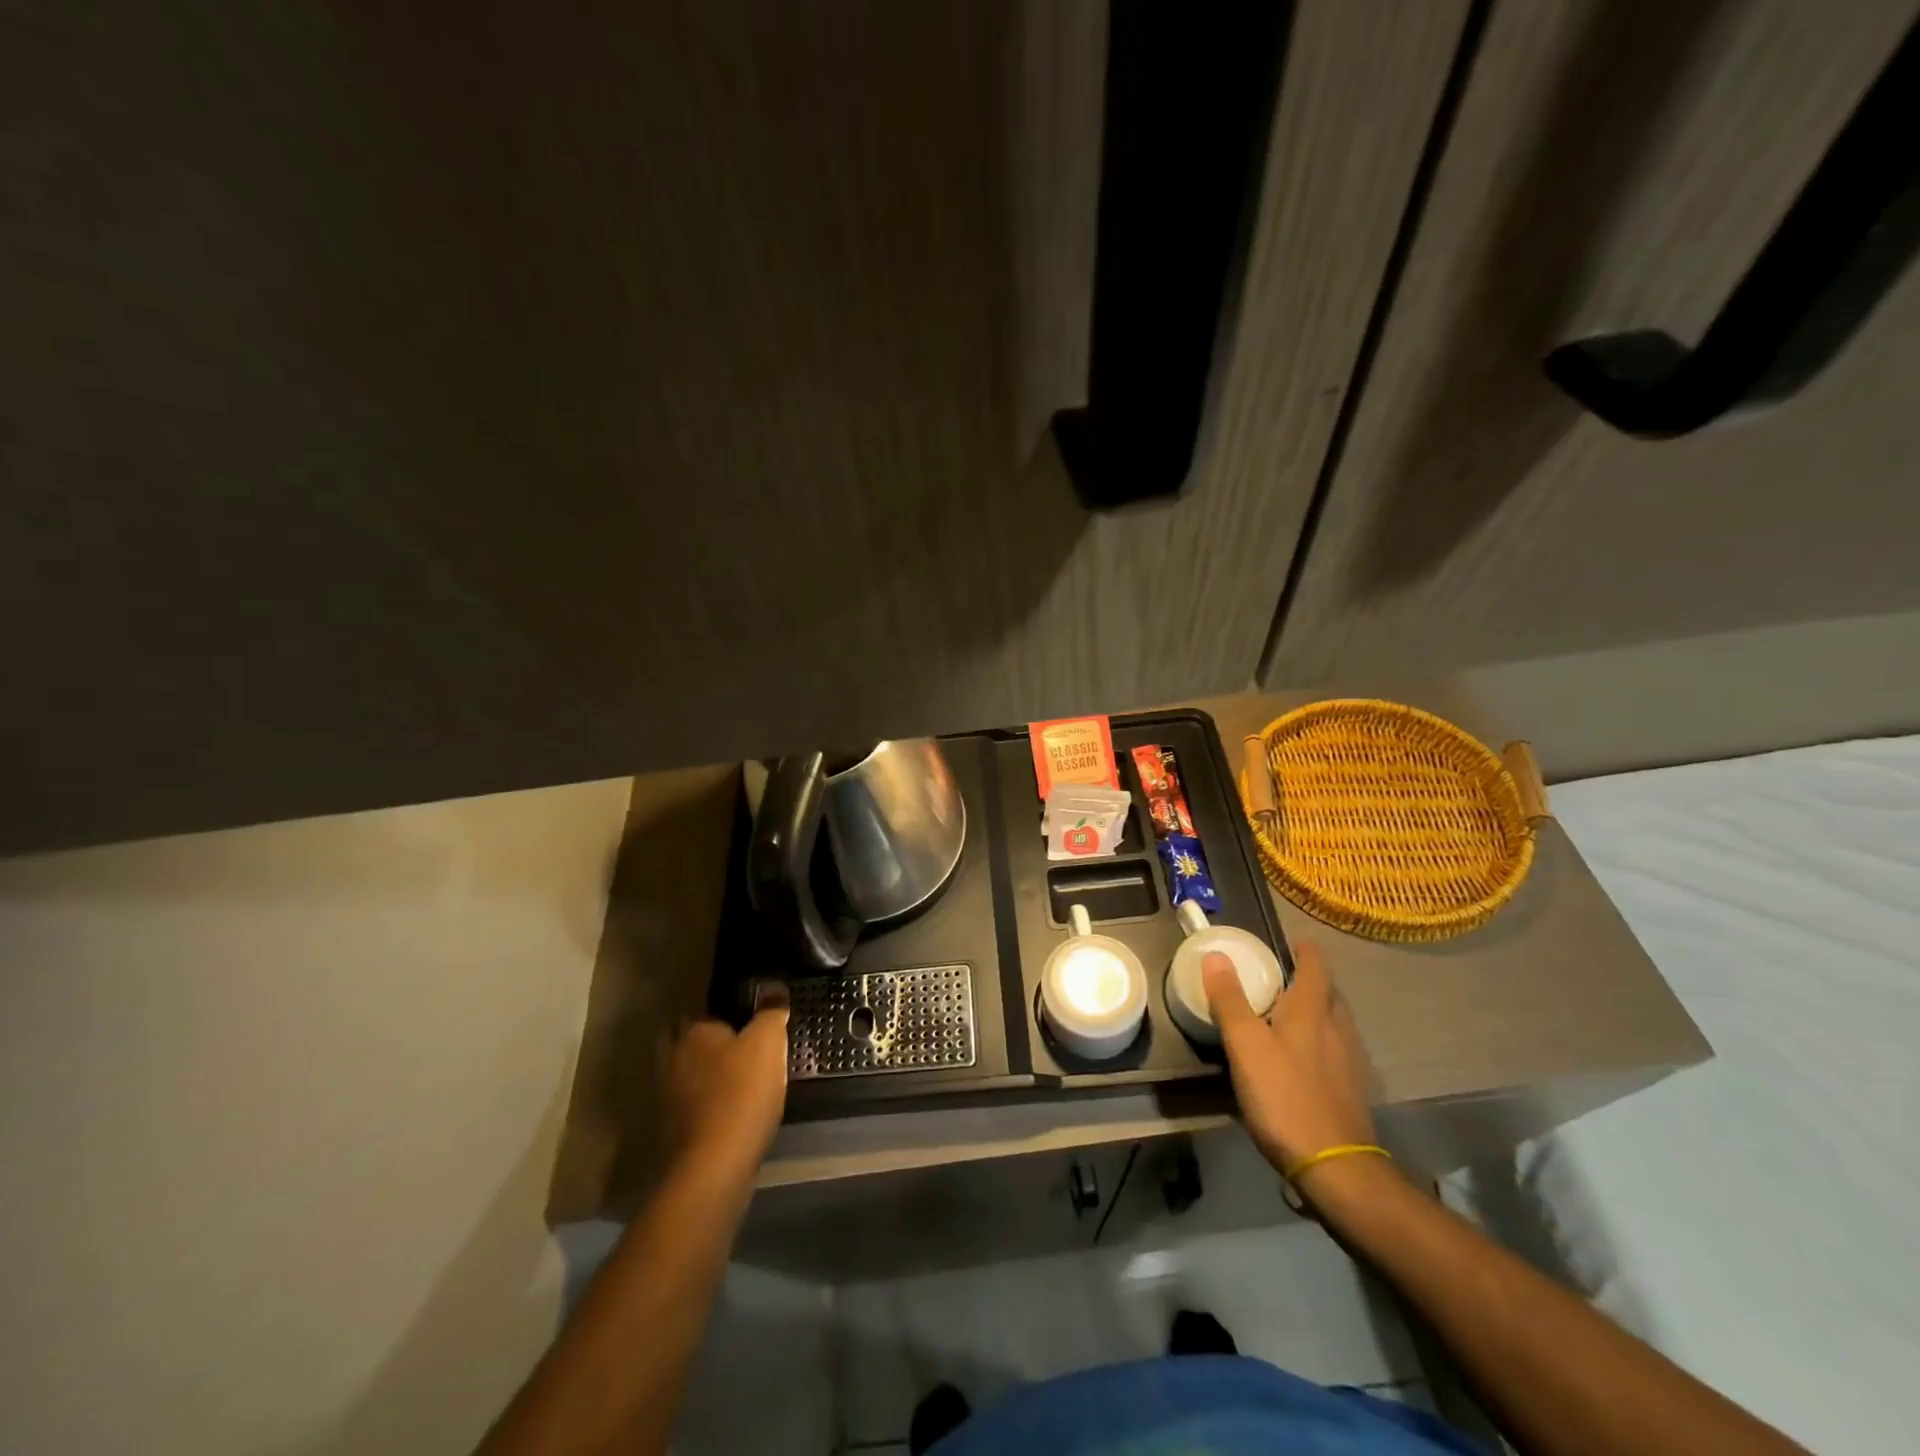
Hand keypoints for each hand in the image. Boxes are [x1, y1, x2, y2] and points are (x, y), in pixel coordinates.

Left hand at [668, 1005, 789, 1176]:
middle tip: (737, 1048)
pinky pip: (688, 1104)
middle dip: (705, 1043)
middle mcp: (672, 1059)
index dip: (725, 1017)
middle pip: (685, 1041)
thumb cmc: (742, 1094)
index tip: (747, 1026)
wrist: (713, 1166)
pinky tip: (728, 1110)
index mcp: (693, 1032)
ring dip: (702, 1075)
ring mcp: (666, 1097)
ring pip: (684, 1074)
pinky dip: (703, 1103)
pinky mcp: (671, 1130)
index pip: (704, 1012)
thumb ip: (771, 1011)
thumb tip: (774, 987)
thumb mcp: (769, 1043)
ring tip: (735, 1080)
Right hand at [1204, 940, 1376, 1179]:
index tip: (1292, 940)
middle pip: (1327, 993)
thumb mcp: (1246, 1045)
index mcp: (1312, 1011)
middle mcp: (1337, 1029)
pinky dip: (1319, 1042)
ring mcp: (1349, 1062)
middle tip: (1280, 977)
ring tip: (1287, 1015)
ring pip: (1333, 1023)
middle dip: (1308, 980)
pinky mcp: (1351, 1091)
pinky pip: (1335, 1051)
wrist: (1335, 1168)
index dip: (1304, 950)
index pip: (1315, 967)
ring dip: (1314, 1011)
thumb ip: (1230, 1000)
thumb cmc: (1285, 1097)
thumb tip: (1216, 954)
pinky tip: (1301, 1060)